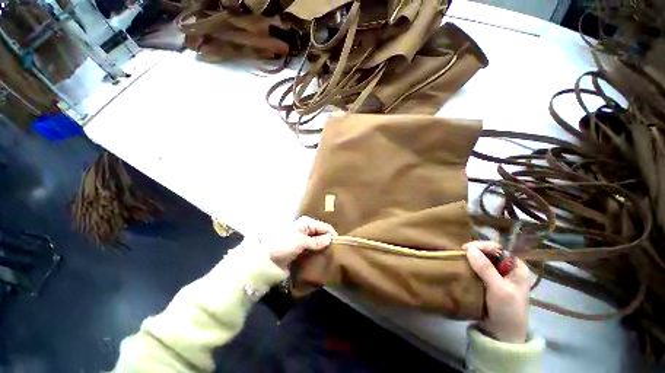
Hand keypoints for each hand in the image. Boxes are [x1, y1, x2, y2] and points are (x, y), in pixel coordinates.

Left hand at [267, 216, 337, 269]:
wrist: (266, 260)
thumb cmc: (282, 245)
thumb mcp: (300, 241)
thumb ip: (316, 241)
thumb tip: (330, 239)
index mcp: (305, 223)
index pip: (324, 227)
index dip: (332, 235)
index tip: (340, 246)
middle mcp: (304, 230)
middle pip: (321, 235)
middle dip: (328, 242)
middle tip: (337, 253)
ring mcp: (301, 241)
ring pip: (317, 244)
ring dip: (323, 249)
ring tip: (331, 257)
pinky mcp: (299, 251)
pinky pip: (312, 251)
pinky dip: (317, 254)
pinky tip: (322, 260)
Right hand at [464, 241, 530, 343]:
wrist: (503, 336)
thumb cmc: (507, 309)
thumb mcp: (498, 288)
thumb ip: (485, 269)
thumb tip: (470, 249)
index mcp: (517, 267)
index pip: (501, 250)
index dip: (485, 247)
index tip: (466, 247)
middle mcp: (509, 272)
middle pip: (492, 258)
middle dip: (478, 254)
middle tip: (460, 254)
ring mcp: (499, 283)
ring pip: (485, 268)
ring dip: (473, 265)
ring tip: (459, 261)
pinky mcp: (490, 293)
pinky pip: (480, 280)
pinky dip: (472, 276)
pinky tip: (462, 274)